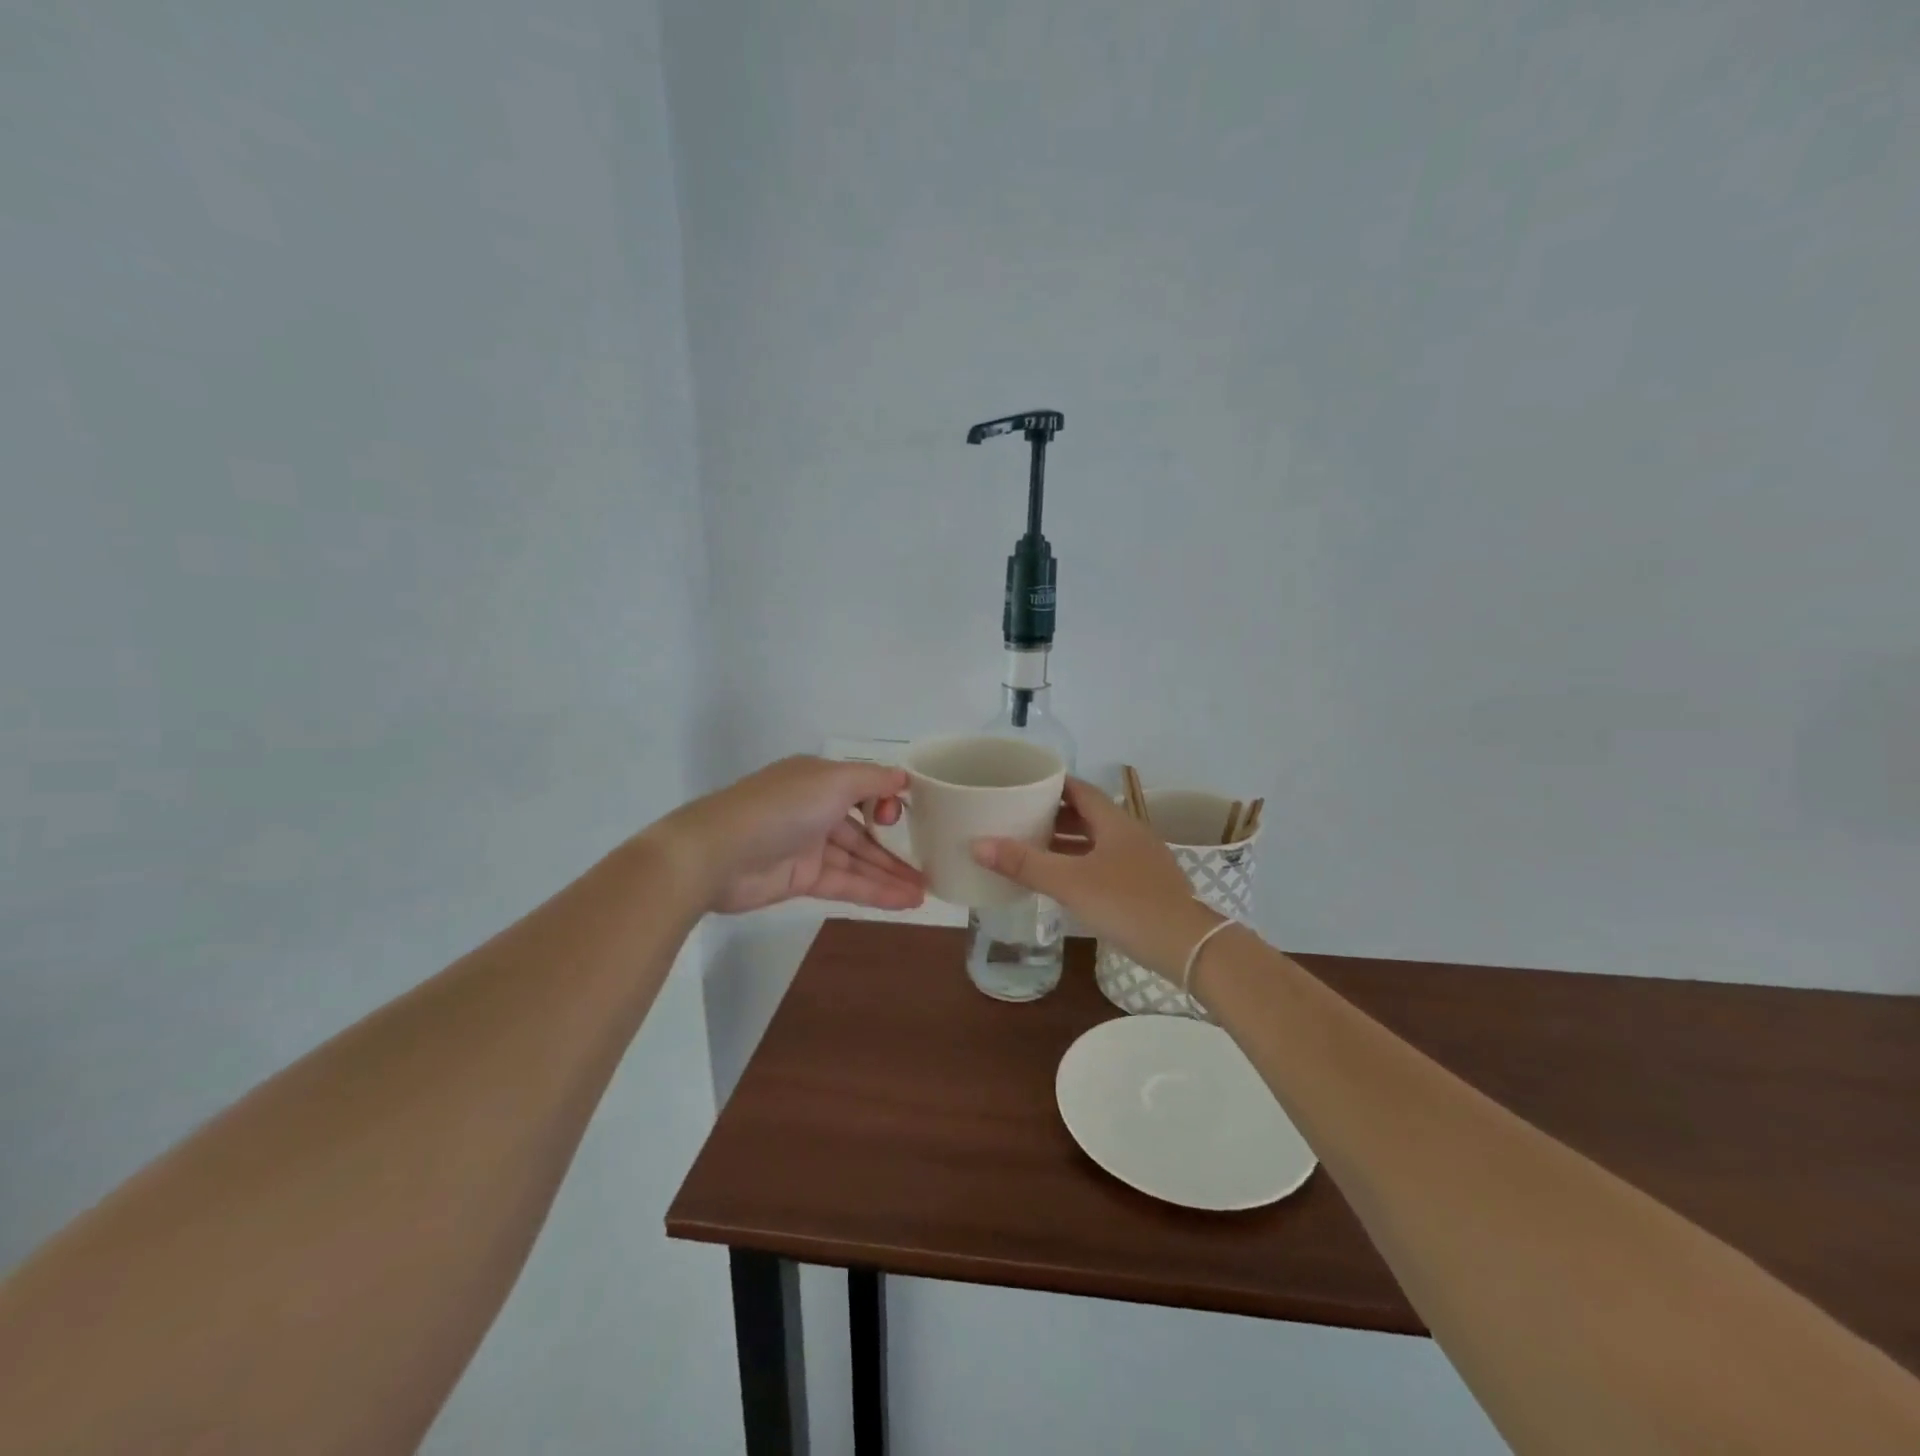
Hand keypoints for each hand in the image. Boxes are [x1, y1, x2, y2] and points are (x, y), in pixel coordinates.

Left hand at [658, 755, 925, 915]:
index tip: (914, 816)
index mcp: (820, 779)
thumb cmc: (781, 807)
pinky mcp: (801, 879)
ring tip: (926, 892)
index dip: (890, 803)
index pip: (864, 789)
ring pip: (858, 860)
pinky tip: (903, 902)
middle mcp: (815, 808)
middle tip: (933, 865)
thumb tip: (904, 778)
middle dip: (897, 847)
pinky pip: (845, 883)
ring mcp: (808, 846)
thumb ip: (872, 780)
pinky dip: (874, 891)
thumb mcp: (833, 781)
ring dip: (890, 875)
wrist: (716, 854)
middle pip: (864, 829)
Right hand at [971, 777, 1216, 974]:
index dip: (1052, 784)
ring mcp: (1141, 861)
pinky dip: (1082, 863)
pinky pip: (1106, 863)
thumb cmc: (1127, 904)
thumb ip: (1025, 864)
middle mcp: (1130, 834)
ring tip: (1033, 847)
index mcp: (1115, 822)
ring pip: (1097, 841)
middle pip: (1088, 814)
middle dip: (1054, 814)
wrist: (1187, 947)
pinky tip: (1065, 881)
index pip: (1080, 789)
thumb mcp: (1070, 883)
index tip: (1023, 784)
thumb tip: (977, 844)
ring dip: (1068, 841)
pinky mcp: (1145, 886)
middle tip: (1019, 817)